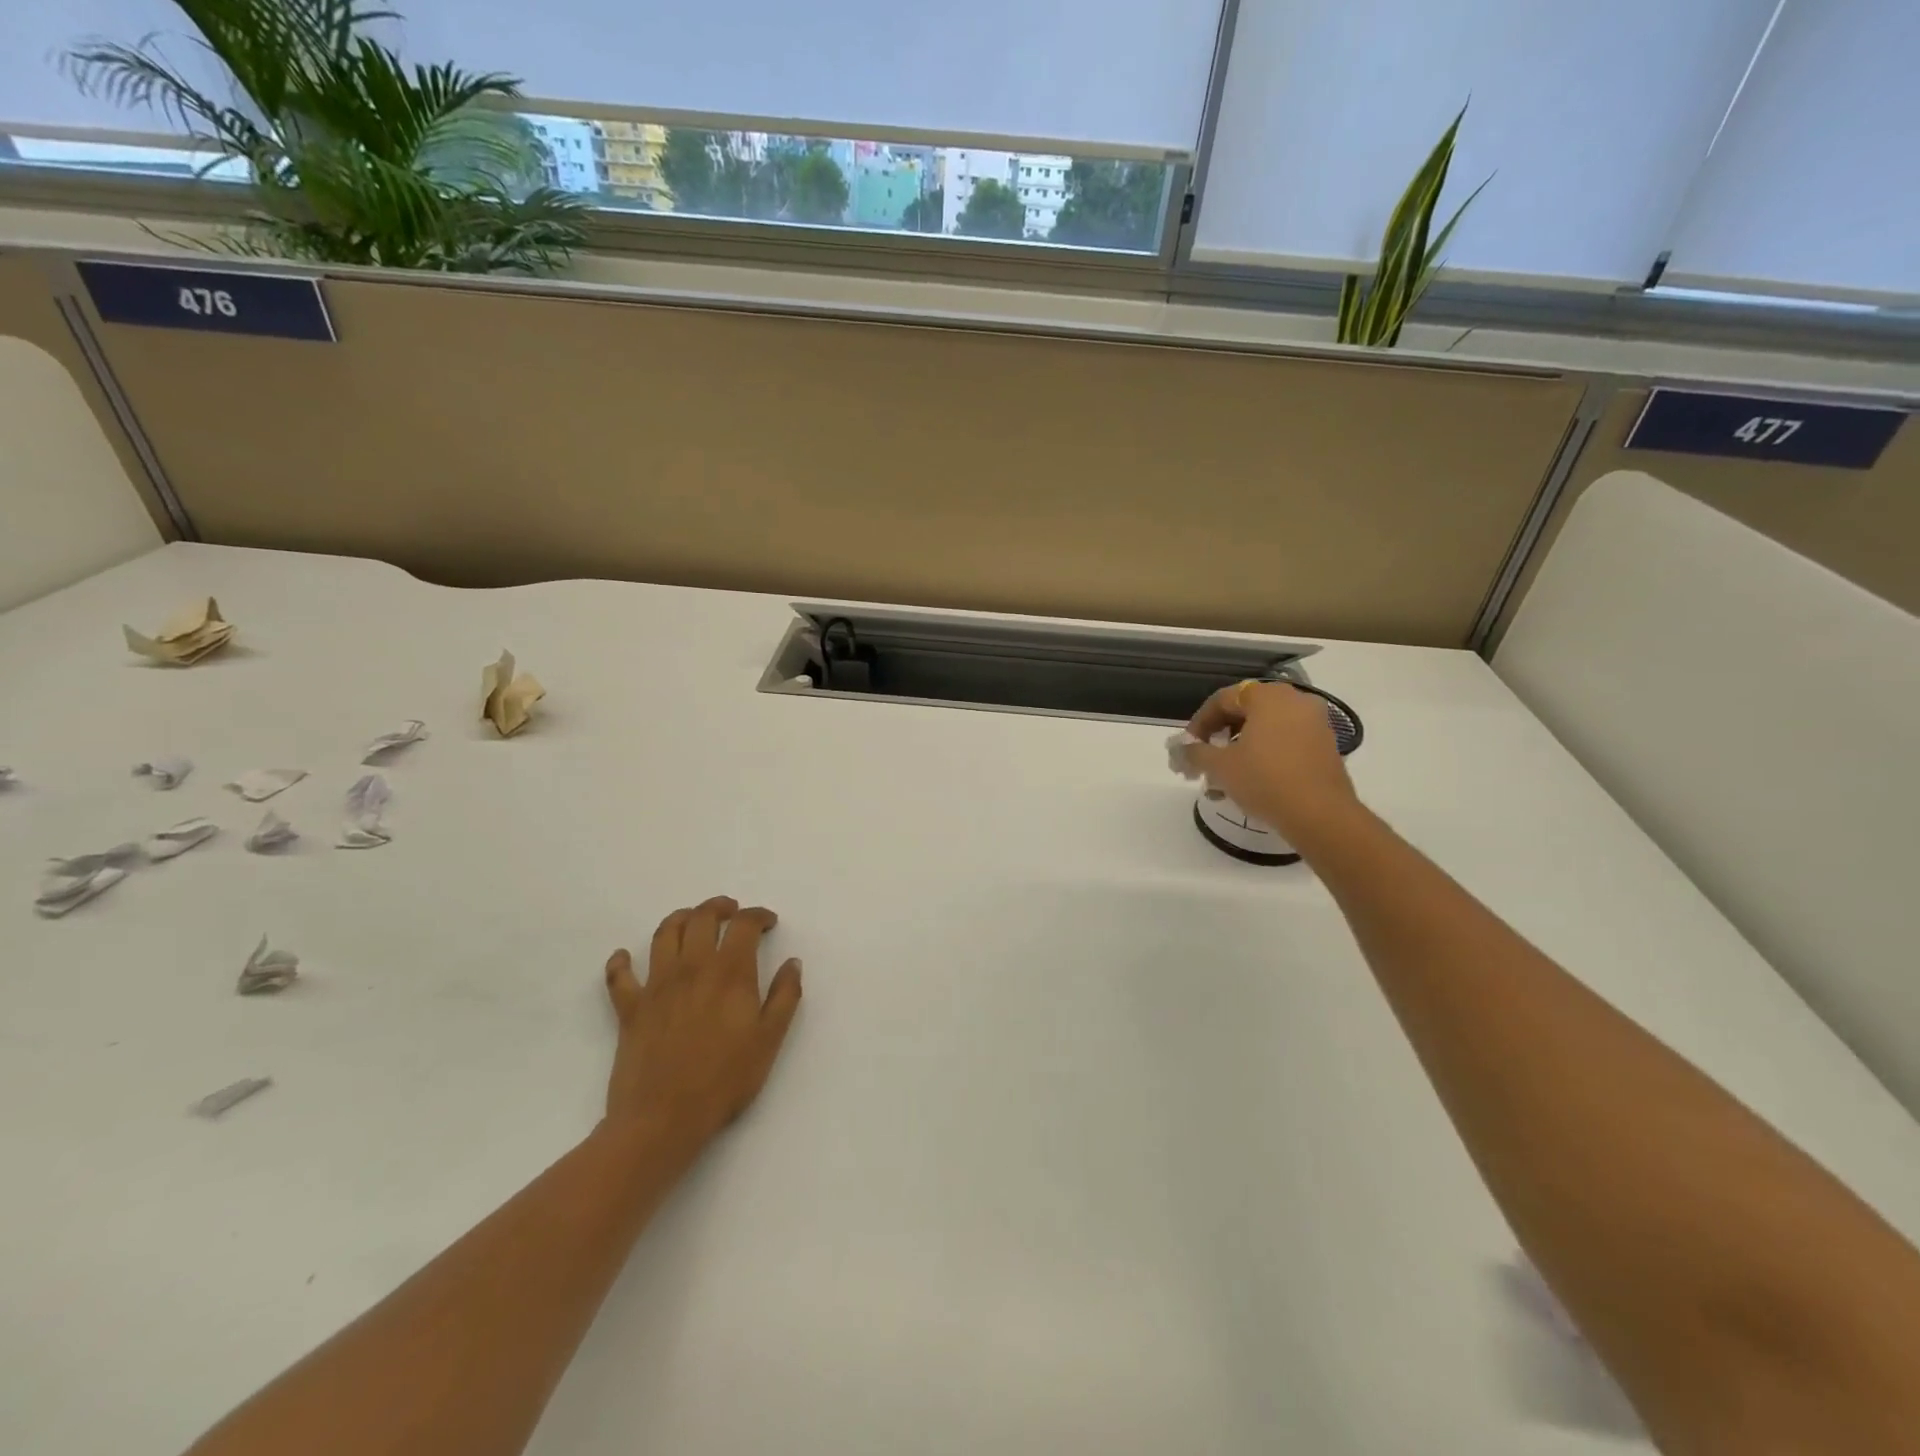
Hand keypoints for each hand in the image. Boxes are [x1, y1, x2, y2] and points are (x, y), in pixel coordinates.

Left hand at [602, 897, 802, 1162]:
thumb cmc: (725, 1079)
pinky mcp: (630, 1008)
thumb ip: (784, 996)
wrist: (663, 1118)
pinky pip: (619, 976)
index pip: (744, 925)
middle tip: (731, 912)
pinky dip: (621, 961)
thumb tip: (792, 962)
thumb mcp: (769, 1039)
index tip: (768, 922)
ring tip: (693, 921)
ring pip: (664, 934)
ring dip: (680, 918)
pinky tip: (625, 957)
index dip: (758, 916)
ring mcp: (656, 985)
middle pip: (702, 918)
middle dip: (720, 907)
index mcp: (730, 973)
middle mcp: (692, 968)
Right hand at [1184, 681, 1362, 847]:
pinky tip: (1246, 785)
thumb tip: (1181, 750)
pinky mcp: (1324, 748)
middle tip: (1202, 763)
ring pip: (1264, 731)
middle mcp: (1295, 701)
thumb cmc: (1265, 780)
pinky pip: (1284, 744)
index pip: (1222, 699)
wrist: (1321, 816)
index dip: (1198, 723)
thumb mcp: (1220, 766)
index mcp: (1269, 697)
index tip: (1186, 747)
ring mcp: (1315, 724)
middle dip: (1218, 739)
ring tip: (1220, 782)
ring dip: (1237, 752)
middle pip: (1245, 713)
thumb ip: (1194, 753)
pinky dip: (1262, 758)